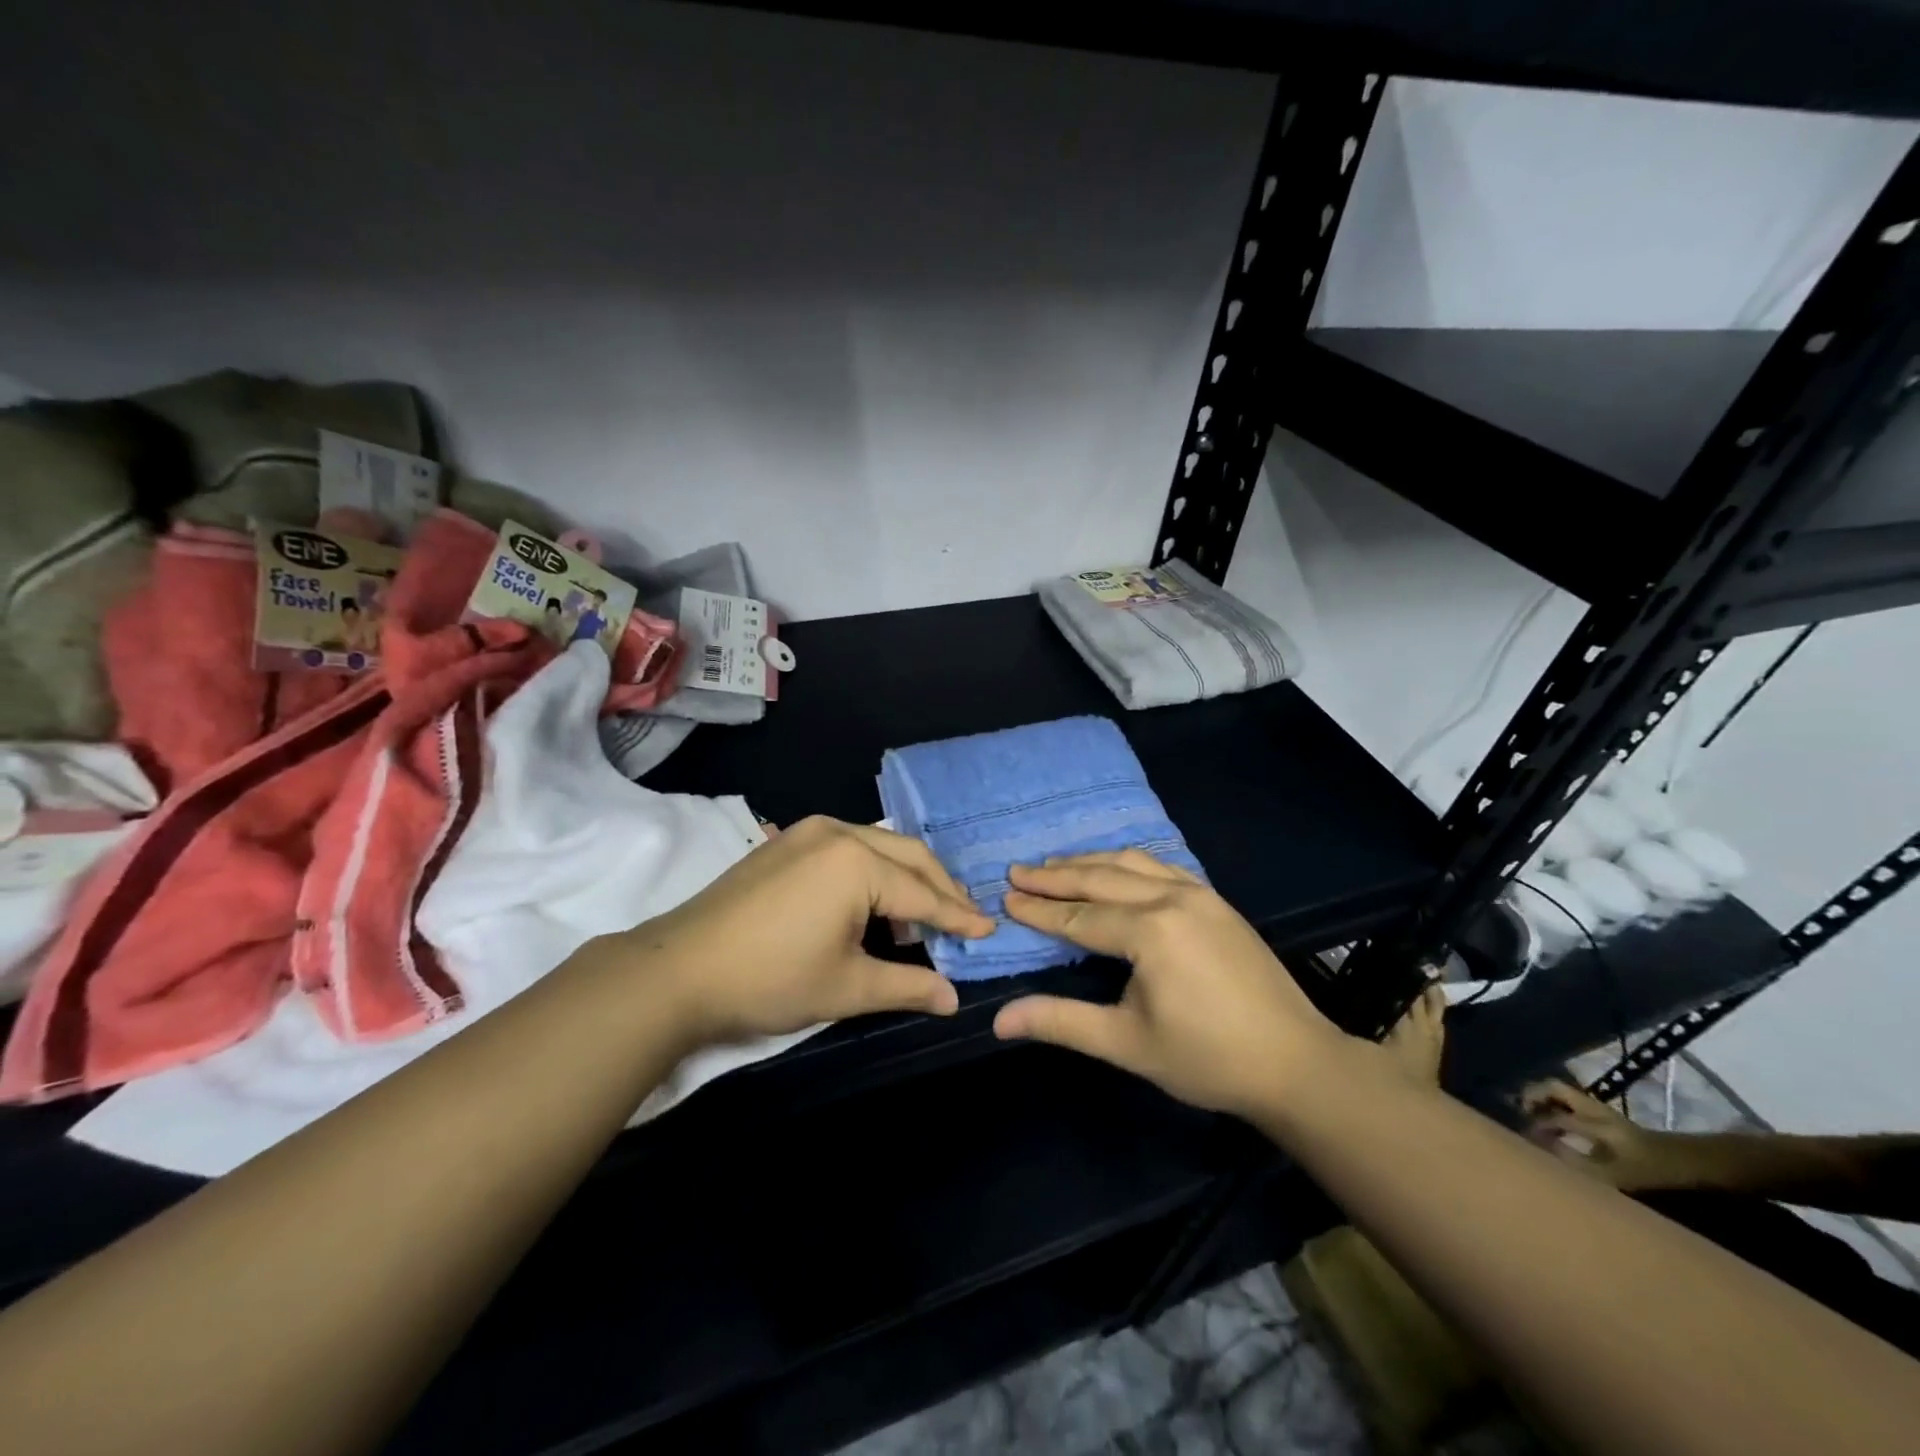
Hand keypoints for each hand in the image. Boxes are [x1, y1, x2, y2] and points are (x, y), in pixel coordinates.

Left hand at [611, 816, 994, 1045]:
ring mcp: (808, 832)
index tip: (989, 929)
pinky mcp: (786, 842)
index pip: (923, 894)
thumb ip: (907, 987)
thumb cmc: (770, 979)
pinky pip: (848, 846)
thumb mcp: (846, 988)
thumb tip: (954, 998)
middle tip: (964, 918)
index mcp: (858, 863)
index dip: (958, 916)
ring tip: (920, 919)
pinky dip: (873, 871)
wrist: (677, 970)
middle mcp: (838, 833)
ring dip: (906, 877)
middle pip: (908, 856)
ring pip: (878, 846)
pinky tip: (872, 903)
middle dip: (940, 887)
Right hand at [990, 850, 1343, 1116]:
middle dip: (1055, 876)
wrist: (1296, 1063)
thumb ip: (1061, 1022)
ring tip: (1054, 865)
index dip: (1039, 910)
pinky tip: (1115, 869)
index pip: (1078, 915)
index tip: (1004, 899)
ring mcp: (1199, 894)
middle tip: (1017, 871)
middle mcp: (1172, 898)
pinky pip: (1161, 866)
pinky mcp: (1217, 900)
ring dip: (1089, 863)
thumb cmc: (1207, 1058)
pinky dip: (1126, 863)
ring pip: (1131, 864)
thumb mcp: (1126, 1044)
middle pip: (1100, 878)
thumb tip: (999, 1019)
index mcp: (1149, 931)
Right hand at [1521, 1079, 1687, 1191]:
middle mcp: (1593, 1109)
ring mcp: (1598, 1107)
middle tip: (1519, 1111)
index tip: (1523, 1136)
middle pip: (1553, 1088)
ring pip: (1560, 1091)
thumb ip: (1575, 1161)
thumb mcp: (1615, 1176)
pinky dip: (1555, 1104)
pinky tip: (1554, 1120)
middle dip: (1532, 1095)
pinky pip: (1570, 1100)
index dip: (1536, 1127)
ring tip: (1531, 1113)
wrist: (1687, 1163)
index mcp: (1595, 1123)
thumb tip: (1541, 1147)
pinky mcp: (1603, 1112)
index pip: (1556, 1118)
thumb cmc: (1650, 1172)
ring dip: (1542, 1097)